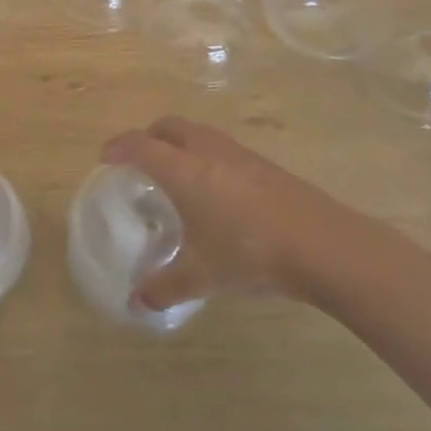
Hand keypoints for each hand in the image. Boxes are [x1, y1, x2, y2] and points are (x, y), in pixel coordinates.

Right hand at [101, 118, 363, 312]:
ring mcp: (240, 155)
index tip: (105, 158)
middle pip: (169, 127)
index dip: (119, 147)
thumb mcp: (202, 276)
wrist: (325, 246)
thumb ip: (165, 286)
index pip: (141, 145)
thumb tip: (135, 303)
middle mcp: (208, 152)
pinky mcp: (265, 165)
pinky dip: (206, 157)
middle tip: (138, 160)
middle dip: (148, 137)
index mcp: (184, 170)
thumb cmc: (251, 254)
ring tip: (176, 173)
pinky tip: (215, 191)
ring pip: (199, 134)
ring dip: (180, 144)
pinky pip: (222, 148)